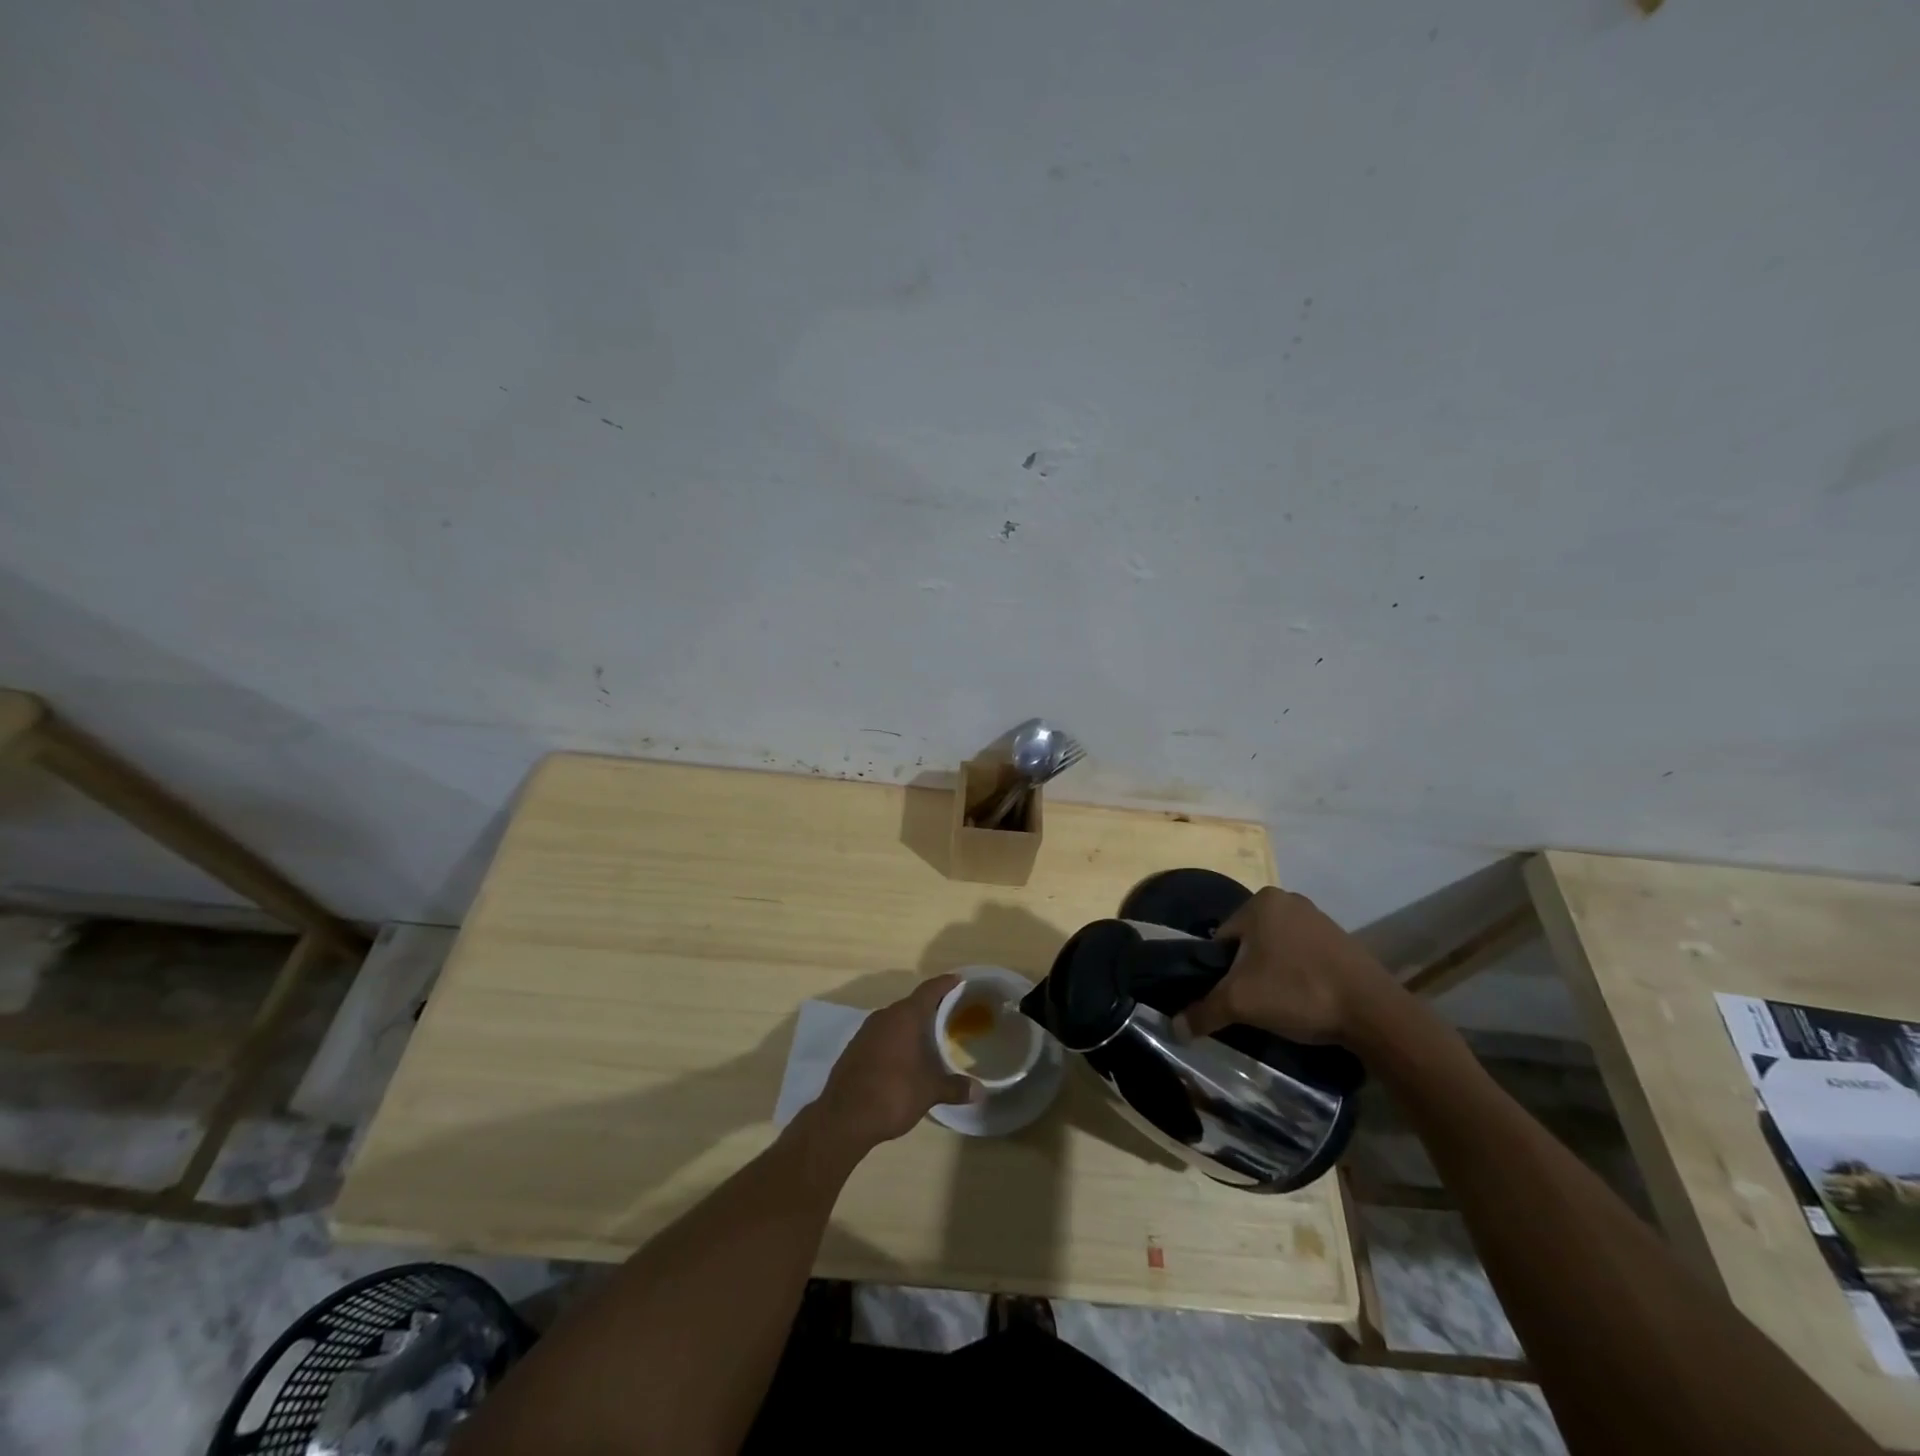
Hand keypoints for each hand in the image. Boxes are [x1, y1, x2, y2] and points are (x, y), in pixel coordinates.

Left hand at [814, 975, 974, 1151]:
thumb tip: (980, 1091)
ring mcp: (866, 1031)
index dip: (946, 983)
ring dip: (911, 1024)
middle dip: (931, 1006)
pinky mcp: (855, 1048)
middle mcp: (884, 1016)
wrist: (844, 1118)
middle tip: (951, 1012)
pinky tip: (904, 1055)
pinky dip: (896, 1038)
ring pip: (895, 1019)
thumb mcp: (929, 1091)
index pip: (929, 990)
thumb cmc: (892, 1094)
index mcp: (905, 1017)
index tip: (959, 979)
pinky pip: (882, 1034)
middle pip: (912, 1003)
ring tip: (930, 1035)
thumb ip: (955, 1088)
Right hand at [1175, 887, 1400, 1044]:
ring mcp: (1318, 917)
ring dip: (1272, 974)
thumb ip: (1203, 1012)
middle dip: (1246, 972)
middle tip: (1255, 1004)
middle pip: (1248, 943)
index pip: (1221, 939)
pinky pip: (1303, 955)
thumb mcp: (1240, 1003)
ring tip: (1281, 1005)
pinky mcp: (1341, 939)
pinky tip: (1304, 1000)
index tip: (1232, 998)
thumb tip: (1174, 1029)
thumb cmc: (1298, 992)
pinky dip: (1297, 975)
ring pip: (1276, 949)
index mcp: (1260, 901)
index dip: (1220, 972)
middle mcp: (1287, 899)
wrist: (1374, 1012)